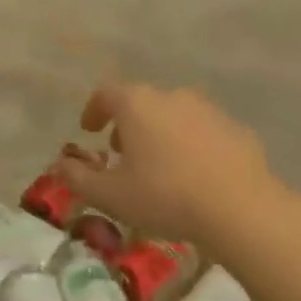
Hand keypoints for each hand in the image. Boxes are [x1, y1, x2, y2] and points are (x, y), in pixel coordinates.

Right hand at [55, 82, 282, 253]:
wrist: (241, 208)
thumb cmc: (165, 196)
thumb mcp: (111, 195)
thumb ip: (78, 178)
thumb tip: (59, 164)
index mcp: (138, 104)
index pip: (106, 92)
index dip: (93, 109)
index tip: (89, 130)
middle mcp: (172, 96)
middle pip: (142, 102)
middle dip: (127, 124)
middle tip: (121, 153)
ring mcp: (208, 110)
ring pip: (174, 114)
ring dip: (160, 133)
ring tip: (158, 167)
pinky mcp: (236, 129)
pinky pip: (203, 131)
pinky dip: (190, 145)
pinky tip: (193, 176)